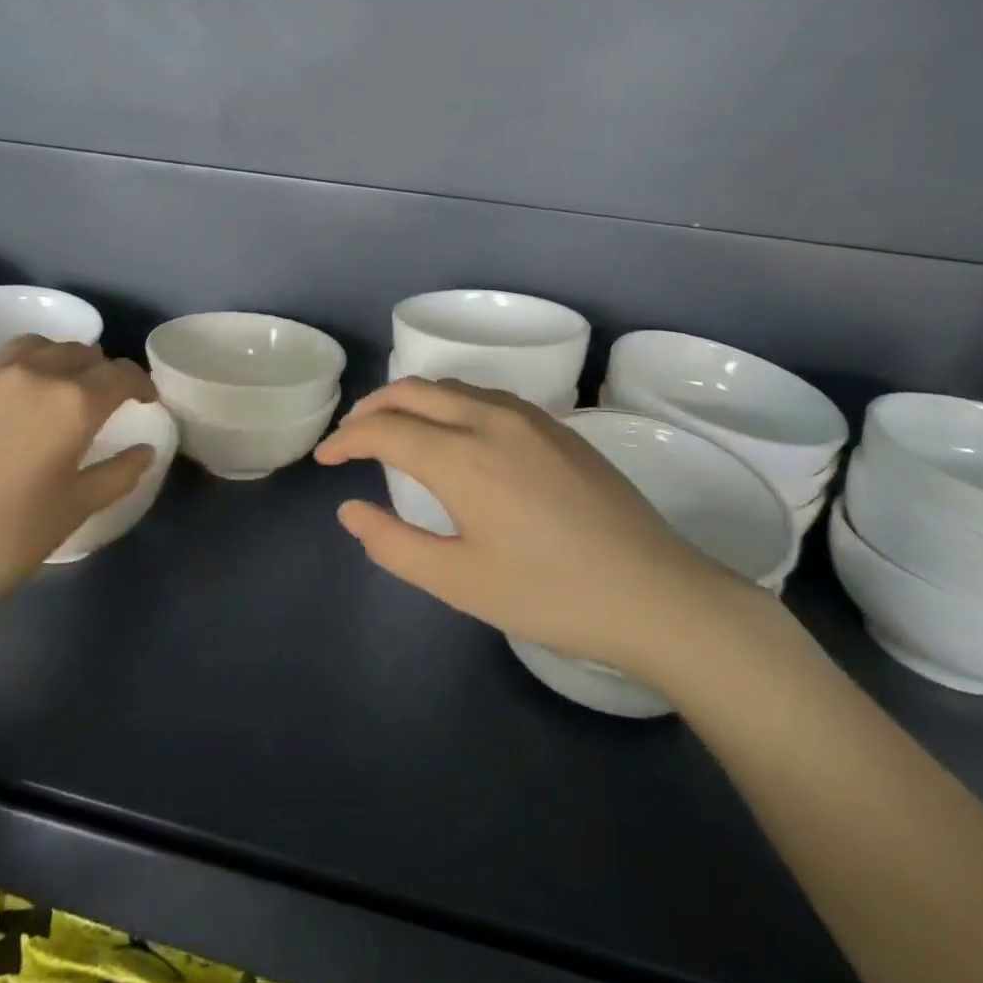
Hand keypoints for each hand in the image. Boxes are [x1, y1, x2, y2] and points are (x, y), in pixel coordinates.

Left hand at [0, 336, 157, 635]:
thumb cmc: (6, 541)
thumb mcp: (76, 509)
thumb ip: (119, 473)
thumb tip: (145, 450)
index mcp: (72, 403)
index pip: (120, 374)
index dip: (140, 384)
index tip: (144, 401)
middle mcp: (29, 374)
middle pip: (77, 352)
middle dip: (98, 370)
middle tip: (99, 398)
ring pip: (30, 346)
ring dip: (52, 360)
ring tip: (51, 387)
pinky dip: (4, 372)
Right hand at [314, 379, 767, 679]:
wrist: (657, 594)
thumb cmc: (550, 595)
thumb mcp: (459, 582)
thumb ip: (393, 544)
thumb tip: (349, 510)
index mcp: (461, 457)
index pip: (384, 429)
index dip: (346, 440)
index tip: (326, 459)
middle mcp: (490, 419)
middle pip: (413, 391)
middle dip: (372, 408)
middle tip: (351, 437)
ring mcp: (529, 417)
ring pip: (451, 387)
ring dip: (412, 400)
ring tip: (394, 430)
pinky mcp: (557, 426)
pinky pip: (485, 396)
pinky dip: (449, 403)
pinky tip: (453, 433)